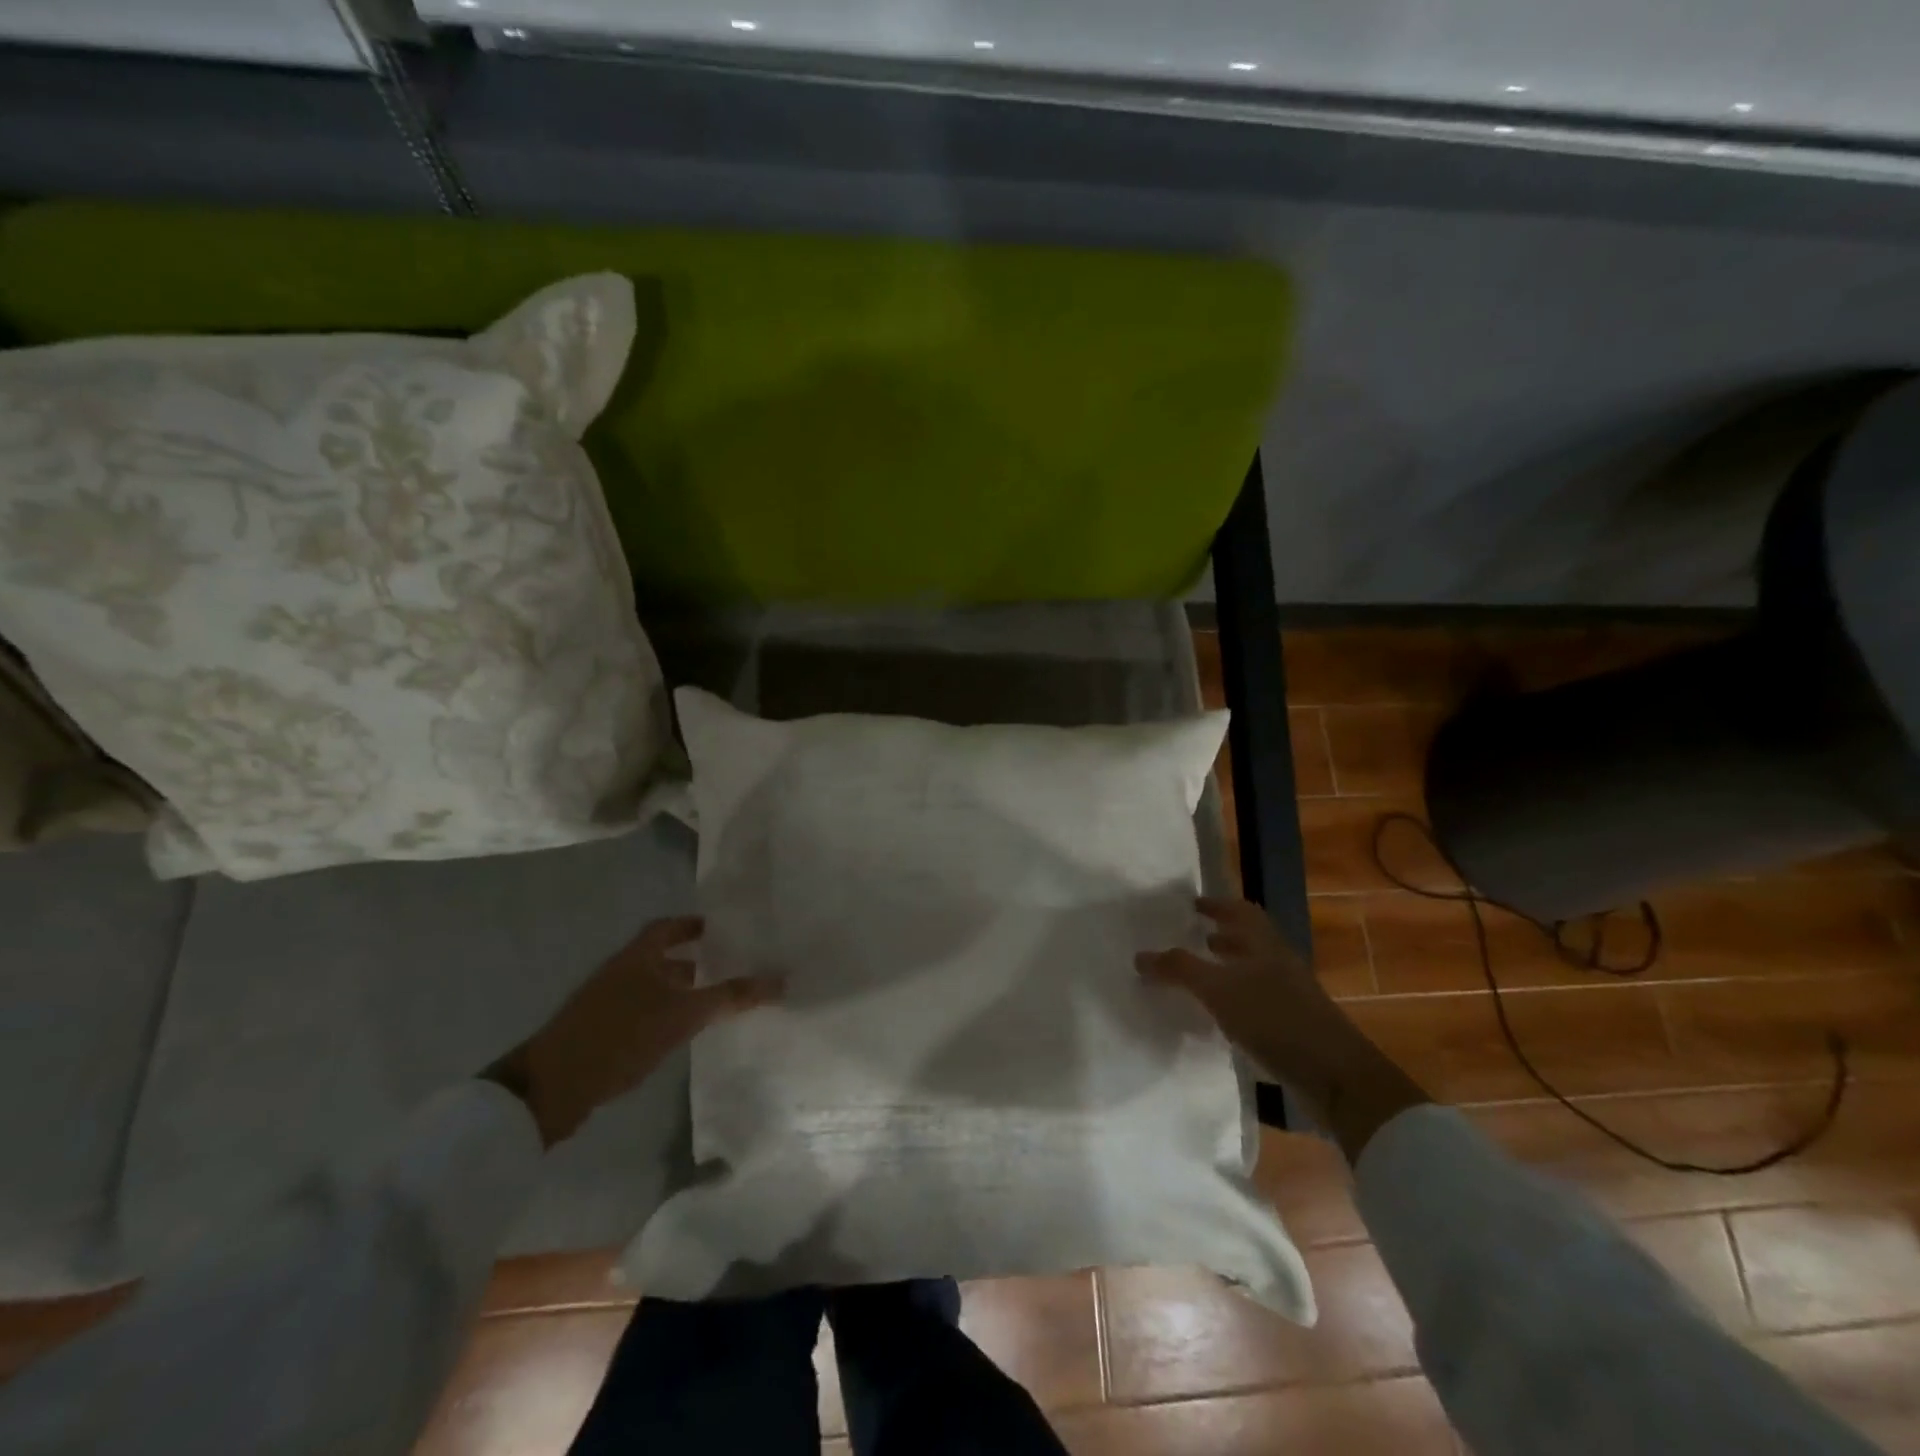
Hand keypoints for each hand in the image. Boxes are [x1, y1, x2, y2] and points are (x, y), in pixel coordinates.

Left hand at [488, 917, 781, 1147]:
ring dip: (678, 991)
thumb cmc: (622, 1035)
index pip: (668, 927)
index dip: (693, 925)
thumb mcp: (684, 1014)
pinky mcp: (598, 1032)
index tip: (722, 930)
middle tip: (728, 968)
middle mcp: (620, 972)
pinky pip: (640, 1012)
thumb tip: (779, 979)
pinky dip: (663, 1015)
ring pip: (651, 987)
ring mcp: (605, 1003)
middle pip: (660, 957)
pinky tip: (680, 1035)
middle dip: (693, 961)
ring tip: (712, 1004)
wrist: (551, 1088)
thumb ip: (730, 996)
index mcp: (637, 956)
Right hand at [1137, 897, 1427, 1161]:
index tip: (1193, 904)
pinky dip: (1237, 1000)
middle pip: (1251, 940)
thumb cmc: (1275, 1019)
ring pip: (1255, 971)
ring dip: (1229, 969)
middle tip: (1194, 937)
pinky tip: (1220, 1017)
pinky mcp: (1295, 1028)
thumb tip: (1140, 955)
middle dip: (1222, 936)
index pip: (1242, 911)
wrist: (1336, 1077)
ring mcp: (1292, 997)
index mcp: (1265, 945)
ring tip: (1201, 978)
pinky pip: (1258, 1001)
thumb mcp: (1218, 990)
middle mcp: (1280, 964)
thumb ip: (1179, 970)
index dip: (1218, 905)